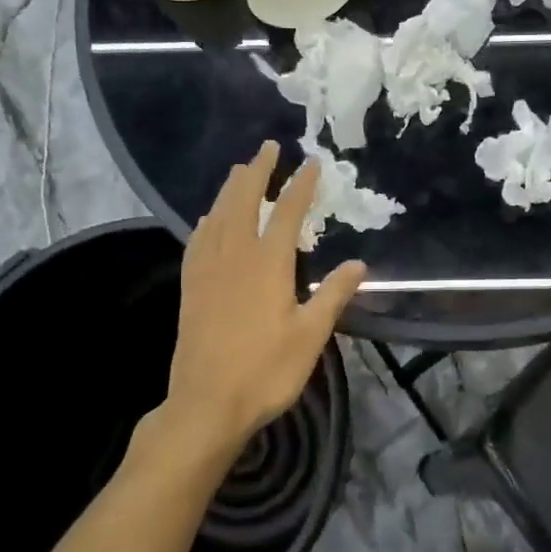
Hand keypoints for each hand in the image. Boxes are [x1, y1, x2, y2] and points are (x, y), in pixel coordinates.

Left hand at [156, 142, 365, 466]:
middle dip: (258, 171)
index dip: (300, 184)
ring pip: (218, 215)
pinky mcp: (191, 287)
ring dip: (230, 188)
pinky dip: (207, 220)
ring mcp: (208, 270)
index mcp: (268, 264)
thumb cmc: (265, 371)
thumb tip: (359, 263)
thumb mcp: (310, 336)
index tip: (311, 162)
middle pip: (244, 200)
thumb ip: (333, 295)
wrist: (206, 403)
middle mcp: (235, 256)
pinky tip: (208, 218)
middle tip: (268, 147)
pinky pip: (198, 240)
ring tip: (240, 170)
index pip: (287, 212)